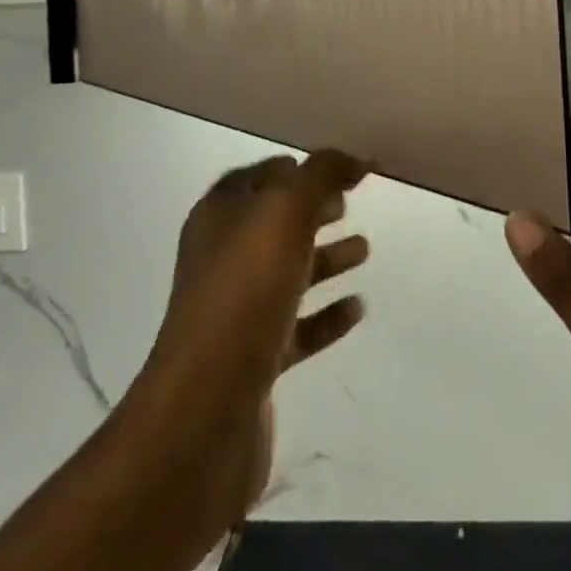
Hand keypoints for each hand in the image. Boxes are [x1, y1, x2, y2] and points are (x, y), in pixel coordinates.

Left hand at [121, 151, 370, 525]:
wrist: (205, 411)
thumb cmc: (244, 293)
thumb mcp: (285, 213)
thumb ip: (321, 175)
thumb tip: (353, 158)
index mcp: (219, 218)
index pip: (258, 177)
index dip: (295, 169)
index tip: (337, 169)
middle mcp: (222, 259)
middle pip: (274, 223)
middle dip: (311, 210)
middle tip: (350, 203)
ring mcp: (236, 312)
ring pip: (288, 272)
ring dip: (325, 258)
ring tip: (365, 249)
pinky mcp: (254, 360)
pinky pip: (298, 326)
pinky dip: (327, 314)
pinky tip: (358, 308)